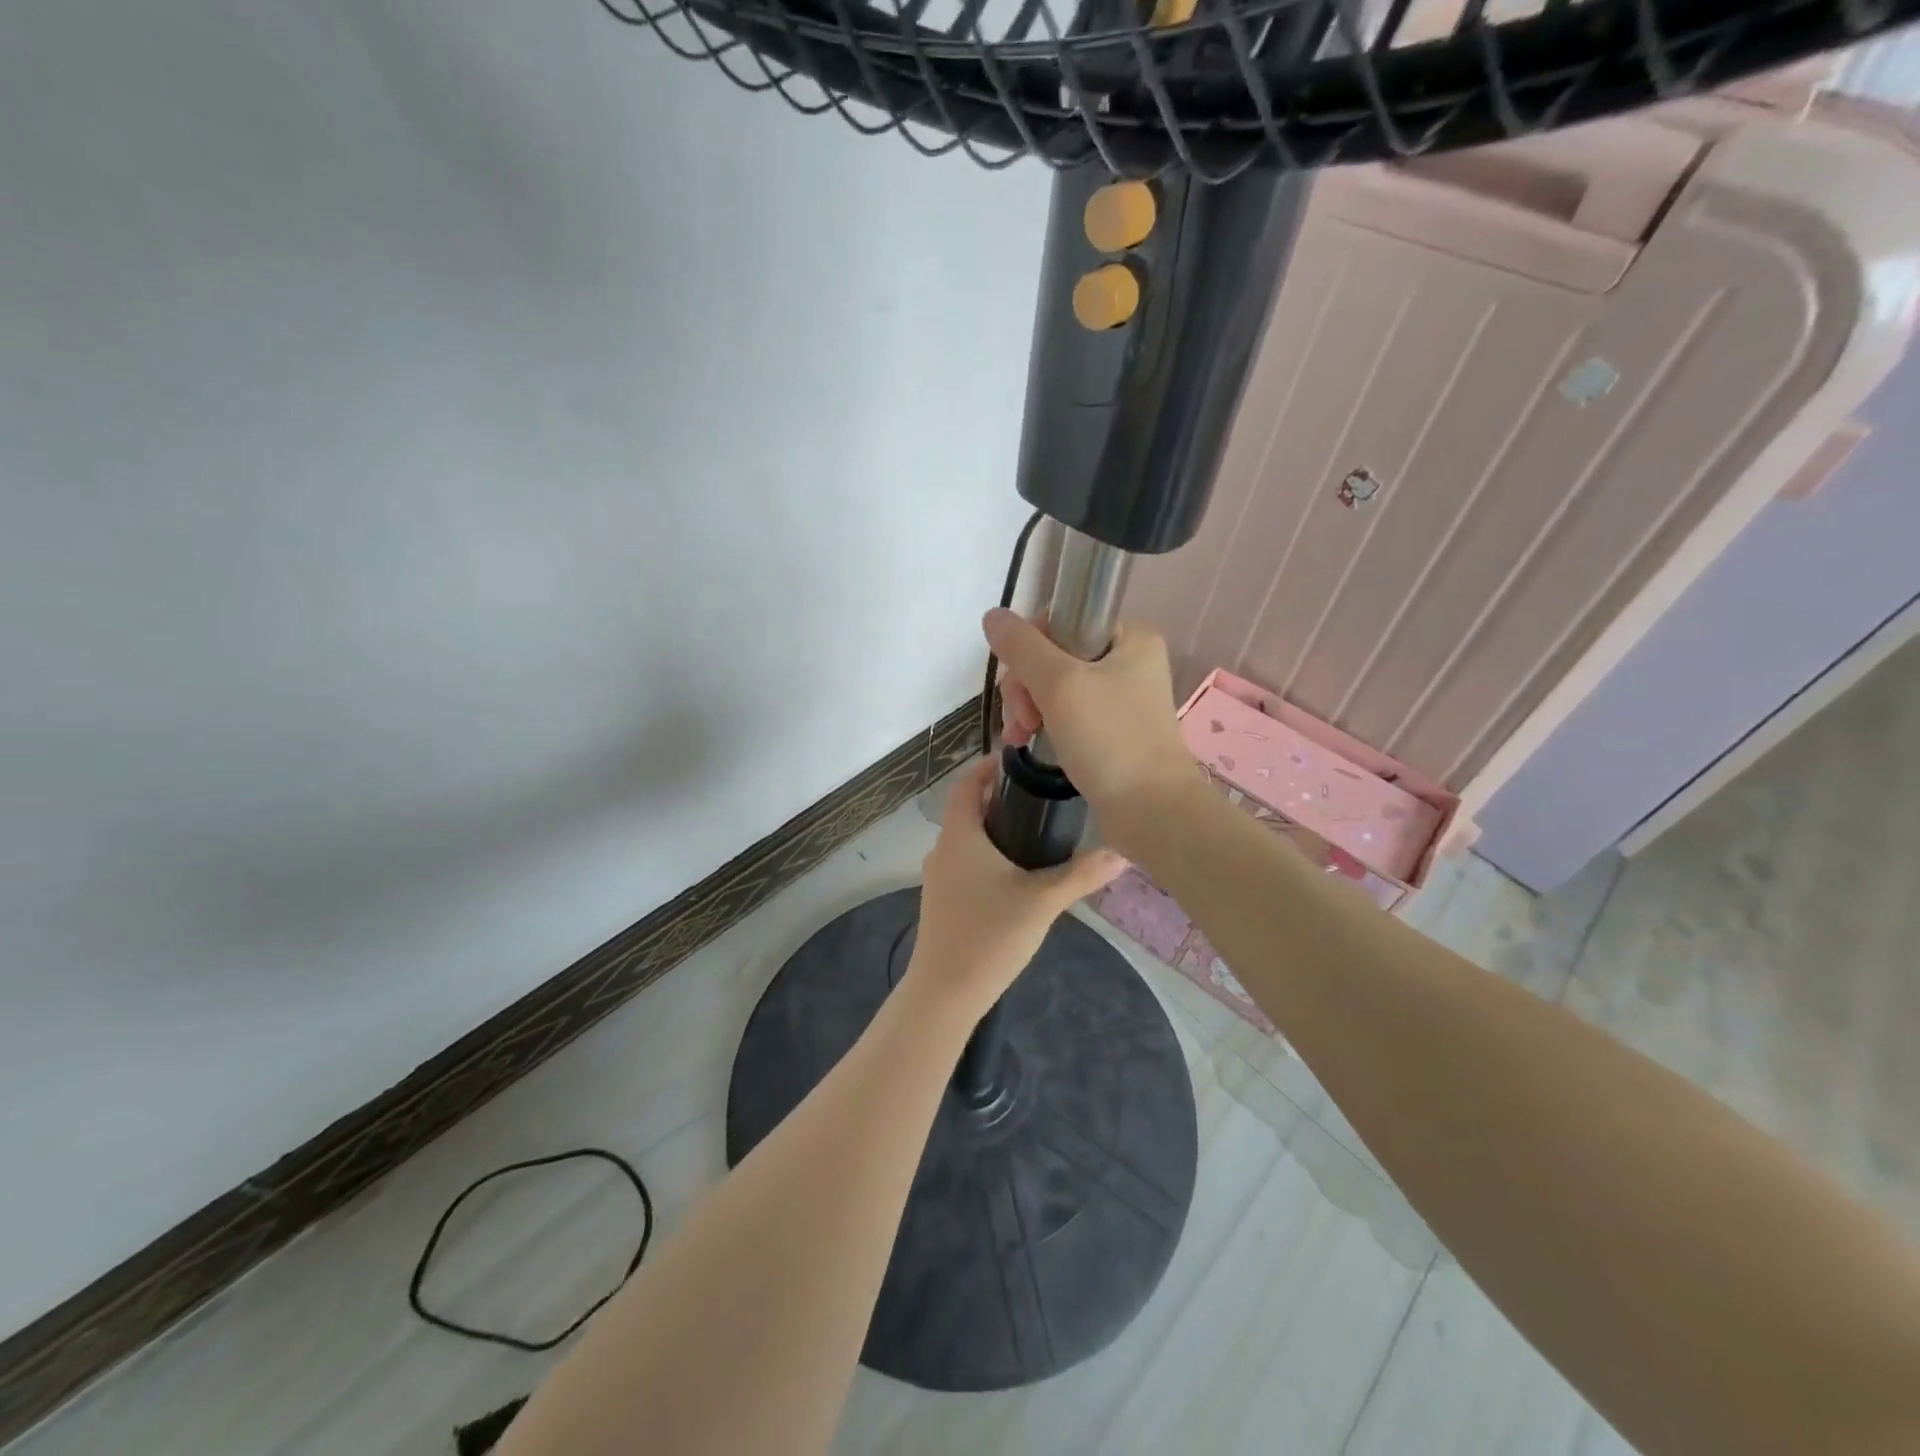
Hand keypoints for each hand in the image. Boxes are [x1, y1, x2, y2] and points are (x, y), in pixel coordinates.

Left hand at [908, 758, 1124, 1021]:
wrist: (945, 992)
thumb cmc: (989, 936)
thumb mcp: (1043, 902)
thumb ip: (1082, 875)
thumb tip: (1122, 852)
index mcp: (960, 835)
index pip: (966, 783)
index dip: (988, 766)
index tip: (1021, 762)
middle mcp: (943, 849)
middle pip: (968, 809)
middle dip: (1000, 798)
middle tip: (1041, 796)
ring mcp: (938, 877)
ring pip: (967, 838)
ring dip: (995, 829)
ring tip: (1037, 832)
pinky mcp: (942, 900)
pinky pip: (965, 862)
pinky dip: (988, 855)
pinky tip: (1017, 874)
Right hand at [983, 608, 1198, 856]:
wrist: (1151, 811)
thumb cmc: (1110, 740)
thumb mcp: (1060, 685)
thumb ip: (1022, 647)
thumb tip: (992, 615)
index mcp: (1130, 637)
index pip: (1061, 621)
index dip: (1029, 648)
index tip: (1019, 684)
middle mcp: (1129, 662)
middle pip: (1054, 656)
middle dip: (1025, 686)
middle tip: (1020, 719)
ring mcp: (1122, 698)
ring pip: (1055, 687)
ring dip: (1028, 708)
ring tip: (1018, 738)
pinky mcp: (1113, 731)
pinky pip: (1067, 714)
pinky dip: (1044, 724)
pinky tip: (1027, 743)